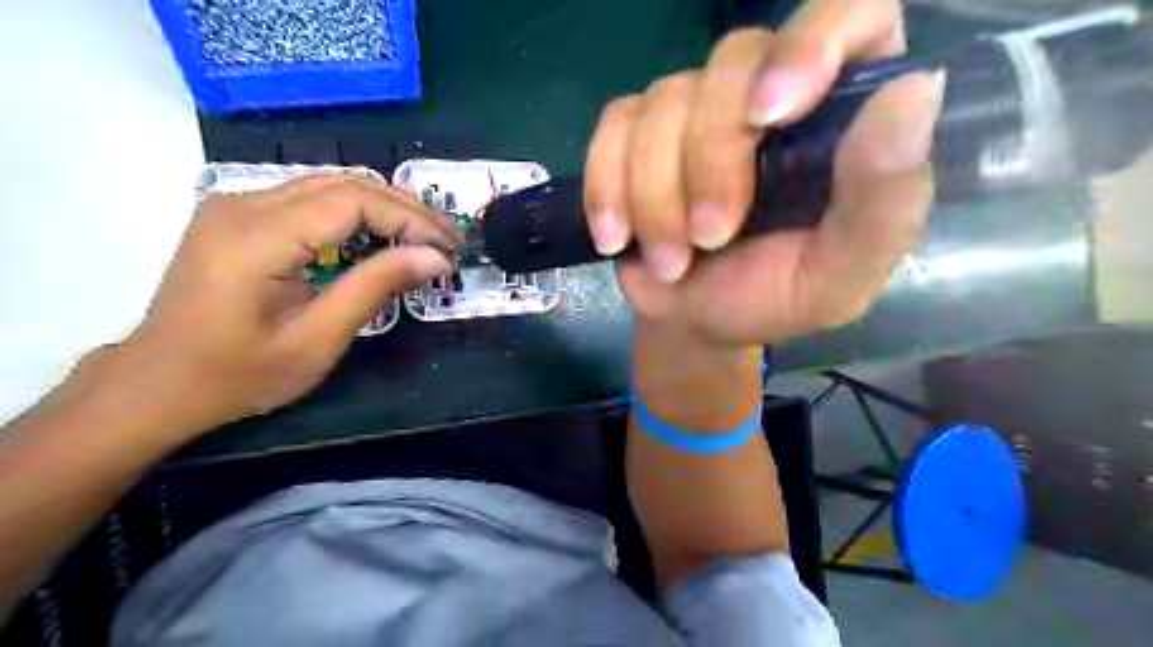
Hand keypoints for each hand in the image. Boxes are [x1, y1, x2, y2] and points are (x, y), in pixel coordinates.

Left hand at [113, 171, 460, 433]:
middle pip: (345, 184)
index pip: (354, 201)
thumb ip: (376, 288)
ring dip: (385, 207)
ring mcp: (237, 205)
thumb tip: (435, 257)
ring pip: (330, 185)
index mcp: (258, 237)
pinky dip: (357, 213)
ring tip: (426, 237)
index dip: (411, 218)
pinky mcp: (239, 216)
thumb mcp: (317, 340)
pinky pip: (311, 198)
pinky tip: (382, 235)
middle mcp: (244, 205)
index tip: (449, 248)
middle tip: (448, 240)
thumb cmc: (238, 375)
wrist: (158, 385)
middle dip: (407, 209)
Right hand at [585, 0, 945, 346]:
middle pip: (734, 62)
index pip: (850, 15)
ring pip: (664, 102)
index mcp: (839, 116)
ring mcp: (695, 110)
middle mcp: (768, 93)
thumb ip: (884, 200)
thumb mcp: (841, 274)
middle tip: (710, 238)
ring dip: (658, 196)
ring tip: (671, 261)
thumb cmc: (773, 298)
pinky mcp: (636, 134)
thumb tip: (916, 89)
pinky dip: (608, 187)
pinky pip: (613, 129)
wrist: (695, 322)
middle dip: (711, 162)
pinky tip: (616, 236)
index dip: (811, 42)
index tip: (770, 113)